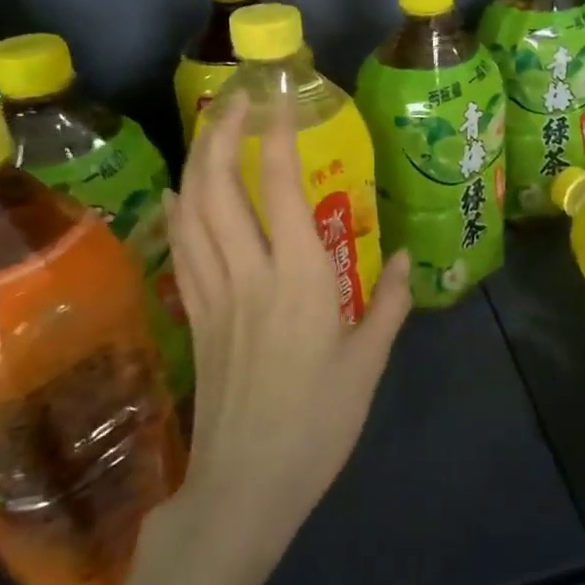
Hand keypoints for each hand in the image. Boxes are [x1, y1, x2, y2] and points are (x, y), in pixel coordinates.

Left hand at [162, 94, 412, 560]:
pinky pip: (181, 248)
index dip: (277, 137)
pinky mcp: (194, 316)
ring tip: (211, 128)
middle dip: (221, 132)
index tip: (282, 100)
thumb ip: (387, 304)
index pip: (278, 190)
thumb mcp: (368, 365)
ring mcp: (212, 295)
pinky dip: (180, 209)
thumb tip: (404, 258)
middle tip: (237, 98)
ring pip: (191, 212)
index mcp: (299, 281)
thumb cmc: (317, 425)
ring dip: (196, 161)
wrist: (244, 487)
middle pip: (217, 187)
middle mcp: (248, 275)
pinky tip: (184, 192)